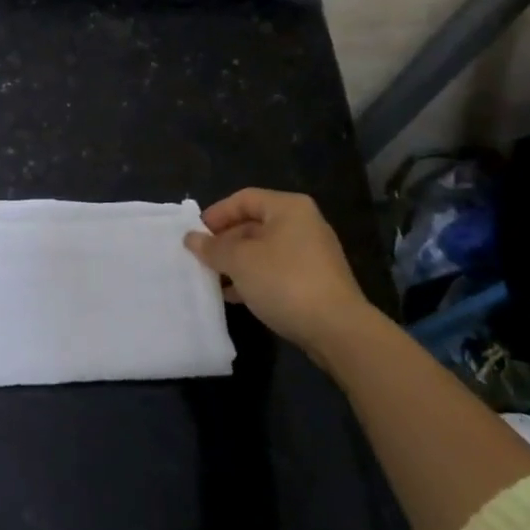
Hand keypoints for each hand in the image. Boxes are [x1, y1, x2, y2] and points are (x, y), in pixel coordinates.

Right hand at [183, 188, 371, 353]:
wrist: (338, 331)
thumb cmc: (285, 281)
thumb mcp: (240, 261)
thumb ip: (212, 247)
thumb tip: (190, 238)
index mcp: (288, 208)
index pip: (243, 199)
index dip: (216, 214)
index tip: (195, 235)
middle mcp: (303, 224)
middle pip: (253, 224)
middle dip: (225, 242)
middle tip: (201, 259)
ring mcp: (312, 254)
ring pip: (263, 250)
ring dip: (237, 263)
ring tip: (213, 280)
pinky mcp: (315, 281)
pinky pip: (276, 270)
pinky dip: (254, 278)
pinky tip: (236, 296)